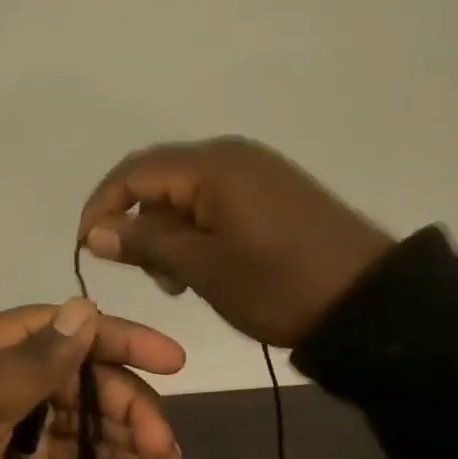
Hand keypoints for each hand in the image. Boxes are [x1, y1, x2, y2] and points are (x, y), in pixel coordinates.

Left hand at [0, 298, 185, 458]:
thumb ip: (36, 361)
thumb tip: (86, 307)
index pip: (69, 329)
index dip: (123, 340)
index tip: (171, 362)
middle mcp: (11, 371)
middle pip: (86, 374)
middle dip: (129, 403)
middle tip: (164, 445)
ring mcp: (18, 414)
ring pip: (86, 412)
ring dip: (126, 431)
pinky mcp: (23, 456)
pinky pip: (73, 445)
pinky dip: (105, 453)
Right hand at [77, 137, 395, 347]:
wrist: (370, 301)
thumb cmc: (279, 284)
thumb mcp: (203, 268)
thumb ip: (145, 243)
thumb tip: (95, 232)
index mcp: (212, 166)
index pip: (134, 172)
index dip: (101, 206)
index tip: (87, 248)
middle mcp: (230, 157)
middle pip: (158, 179)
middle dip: (138, 223)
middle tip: (144, 273)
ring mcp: (255, 173)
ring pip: (185, 194)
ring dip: (167, 232)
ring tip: (177, 280)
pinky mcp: (272, 194)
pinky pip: (214, 202)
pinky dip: (195, 232)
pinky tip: (204, 267)